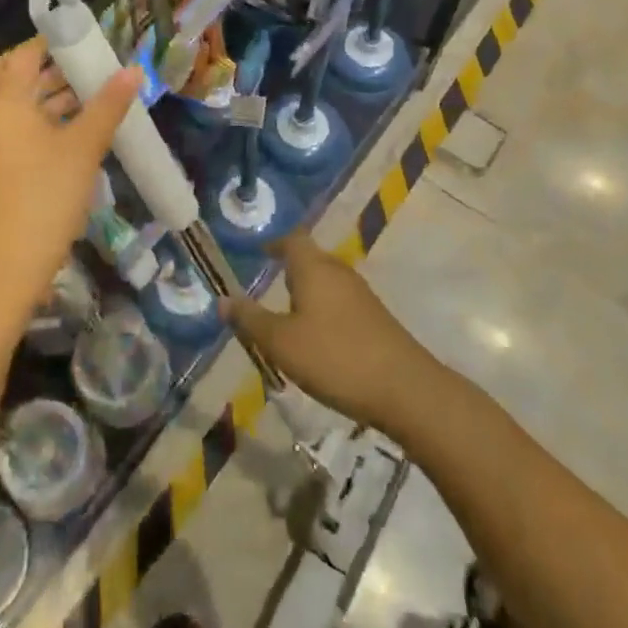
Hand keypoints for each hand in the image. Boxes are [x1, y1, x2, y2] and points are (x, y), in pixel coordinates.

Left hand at [0, 38, 141, 318]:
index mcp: (4, 100)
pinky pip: (22, 129)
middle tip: (97, 65)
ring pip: (24, 106)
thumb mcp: (83, 147)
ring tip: (98, 94)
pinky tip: (81, 129)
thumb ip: (108, 105)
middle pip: (22, 78)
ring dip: (56, 96)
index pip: (27, 53)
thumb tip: (134, 69)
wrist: (7, 265)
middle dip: (59, 69)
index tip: (90, 38)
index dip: (57, 41)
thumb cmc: (45, 195)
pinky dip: (48, 121)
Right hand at [227, 233, 445, 436]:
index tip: (261, 253)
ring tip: (289, 315)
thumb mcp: (281, 343)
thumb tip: (222, 299)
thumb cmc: (335, 357)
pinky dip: (324, 309)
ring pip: (327, 281)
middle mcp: (339, 272)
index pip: (293, 240)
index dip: (275, 243)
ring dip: (308, 291)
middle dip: (290, 269)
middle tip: (268, 286)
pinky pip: (341, 301)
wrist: (404, 388)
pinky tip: (318, 338)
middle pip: (311, 259)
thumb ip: (250, 320)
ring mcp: (361, 294)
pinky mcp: (375, 317)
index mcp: (314, 268)